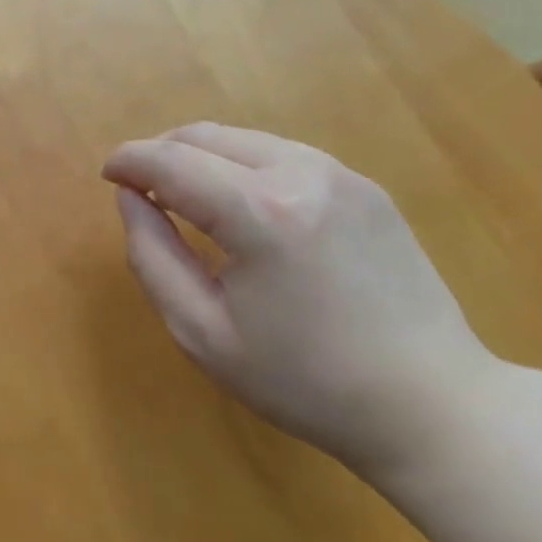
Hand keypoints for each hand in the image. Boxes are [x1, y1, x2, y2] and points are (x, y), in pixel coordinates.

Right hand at [102, 125, 504, 475]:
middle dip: (160, 154)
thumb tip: (129, 199)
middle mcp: (300, 173)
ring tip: (184, 196)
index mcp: (259, 213)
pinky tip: (239, 204)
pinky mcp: (364, 185)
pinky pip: (280, 153)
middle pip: (203, 136)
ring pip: (241, 138)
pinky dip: (241, 164)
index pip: (170, 161)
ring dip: (200, 156)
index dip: (128, 162)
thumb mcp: (203, 332)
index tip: (107, 176)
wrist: (433, 405)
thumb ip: (151, 256)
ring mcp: (339, 174)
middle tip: (140, 190)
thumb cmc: (305, 382)